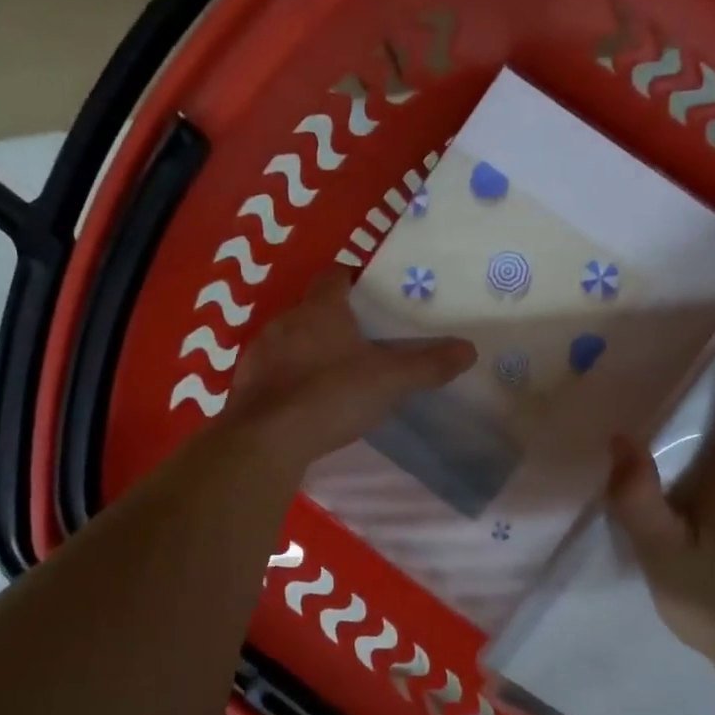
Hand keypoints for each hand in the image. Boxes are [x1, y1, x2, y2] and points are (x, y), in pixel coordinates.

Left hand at [225, 268, 475, 466]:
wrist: (267, 440)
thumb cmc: (332, 395)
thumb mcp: (390, 381)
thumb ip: (428, 365)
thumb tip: (469, 349)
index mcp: (321, 308)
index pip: (335, 274)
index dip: (353, 279)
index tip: (371, 297)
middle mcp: (285, 320)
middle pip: (312, 308)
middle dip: (335, 320)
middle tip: (363, 341)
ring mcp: (260, 352)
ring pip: (289, 339)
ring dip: (308, 350)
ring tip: (335, 374)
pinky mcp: (245, 383)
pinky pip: (272, 371)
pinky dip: (288, 379)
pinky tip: (305, 402)